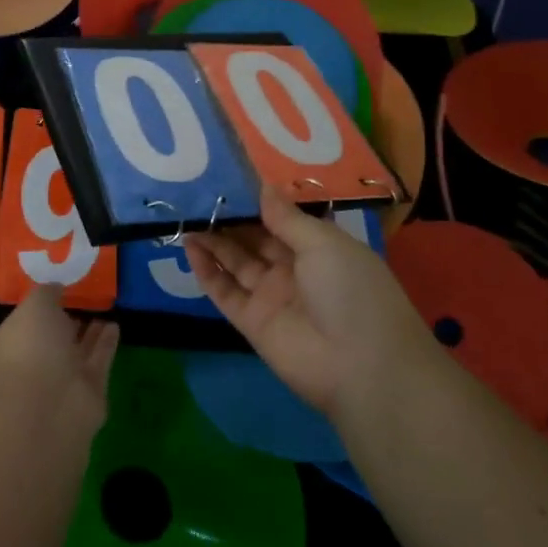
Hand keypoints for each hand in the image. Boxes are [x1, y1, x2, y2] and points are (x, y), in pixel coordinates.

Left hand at [0, 285, 119, 436]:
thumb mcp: (35, 306)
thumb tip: (55, 288)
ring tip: (103, 308)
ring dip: (90, 332)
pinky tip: (115, 324)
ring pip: (78, 348)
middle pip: (54, 337)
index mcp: (14, 341)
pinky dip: (106, 343)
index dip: (42, 305)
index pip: (27, 320)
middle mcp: (36, 360)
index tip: (59, 288)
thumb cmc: (33, 347)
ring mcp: (63, 377)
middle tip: (84, 298)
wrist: (51, 403)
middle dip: (66, 321)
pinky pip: (99, 358)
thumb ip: (46, 294)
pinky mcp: (90, 388)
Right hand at [184, 186, 427, 415]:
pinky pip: (224, 291)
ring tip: (186, 215)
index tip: (227, 178)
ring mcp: (271, 296)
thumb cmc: (351, 292)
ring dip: (213, 240)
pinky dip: (206, 270)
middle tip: (198, 193)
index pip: (282, 219)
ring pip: (236, 262)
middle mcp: (295, 270)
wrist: (361, 368)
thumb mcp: (324, 244)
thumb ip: (286, 217)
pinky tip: (189, 246)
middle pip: (255, 238)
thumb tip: (262, 187)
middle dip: (230, 217)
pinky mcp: (251, 322)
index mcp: (320, 248)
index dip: (256, 201)